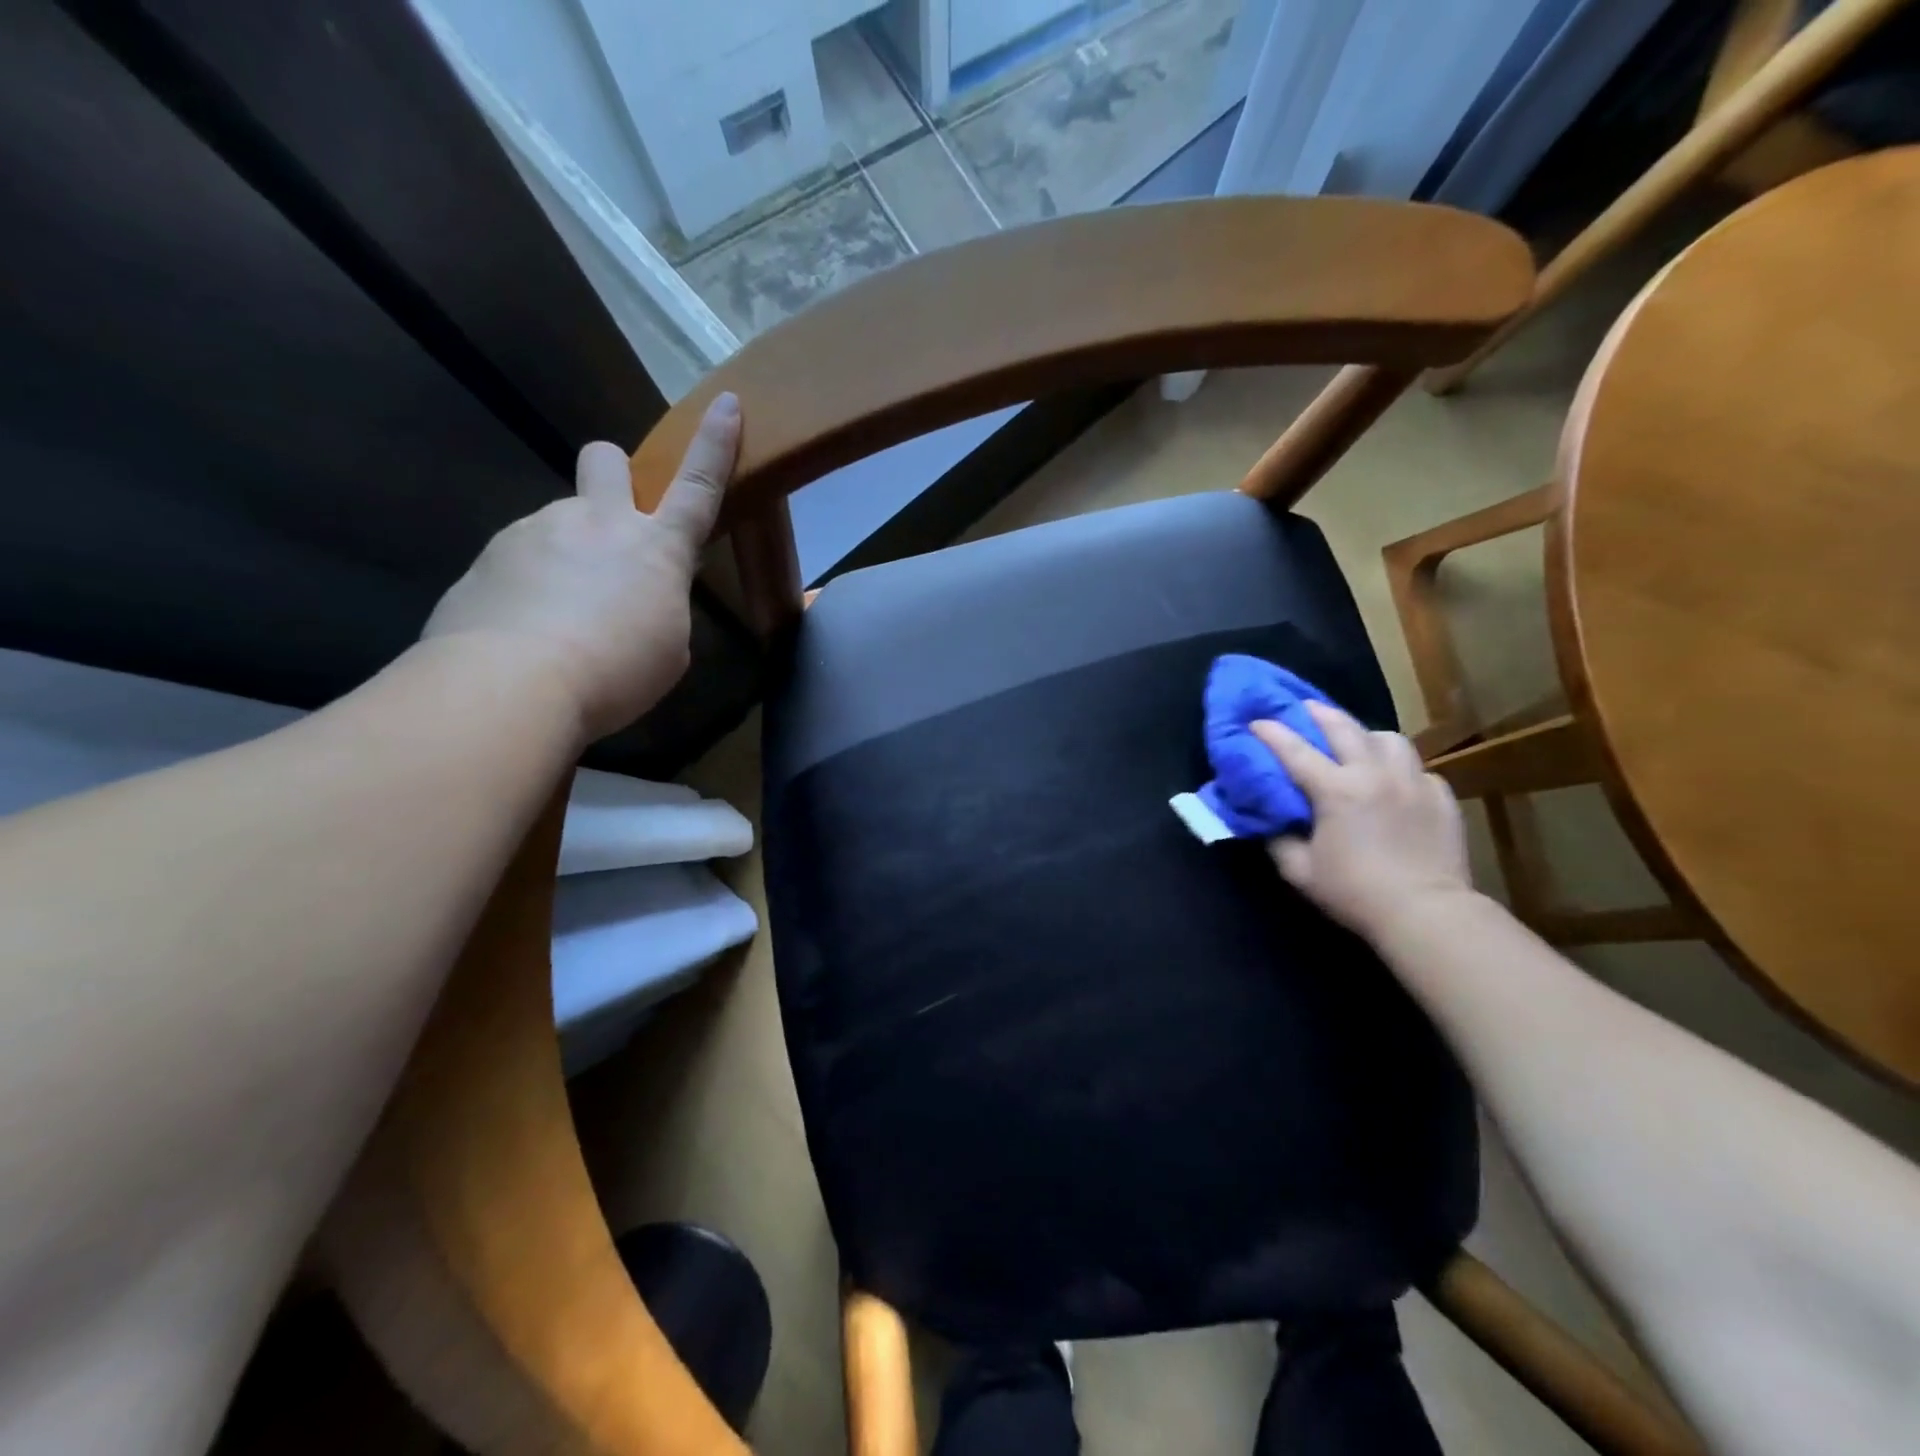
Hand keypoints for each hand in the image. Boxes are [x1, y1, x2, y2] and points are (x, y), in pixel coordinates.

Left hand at [423, 393, 739, 741]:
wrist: (513, 684)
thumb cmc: (617, 672)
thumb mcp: (668, 650)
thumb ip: (661, 608)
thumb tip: (637, 598)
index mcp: (656, 548)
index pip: (697, 486)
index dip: (715, 445)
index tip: (725, 402)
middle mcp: (596, 523)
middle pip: (606, 459)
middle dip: (614, 473)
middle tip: (610, 524)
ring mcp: (536, 531)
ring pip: (557, 523)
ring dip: (565, 555)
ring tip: (558, 619)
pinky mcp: (488, 557)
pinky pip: (518, 560)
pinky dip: (527, 587)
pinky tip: (523, 632)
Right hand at [1252, 702, 1473, 940]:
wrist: (1426, 913)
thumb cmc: (1355, 892)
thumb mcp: (1300, 871)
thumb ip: (1277, 839)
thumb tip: (1268, 820)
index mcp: (1336, 790)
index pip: (1294, 749)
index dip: (1270, 732)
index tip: (1255, 721)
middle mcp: (1374, 774)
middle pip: (1343, 727)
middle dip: (1317, 712)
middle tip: (1301, 707)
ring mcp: (1413, 782)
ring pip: (1388, 738)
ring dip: (1365, 735)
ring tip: (1355, 742)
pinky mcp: (1441, 797)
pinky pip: (1417, 768)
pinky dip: (1400, 768)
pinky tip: (1394, 782)